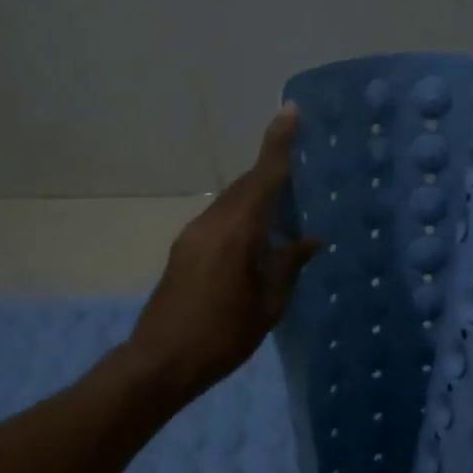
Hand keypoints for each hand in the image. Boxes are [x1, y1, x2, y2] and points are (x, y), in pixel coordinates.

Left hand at [127, 106, 321, 400]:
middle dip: (272, 170)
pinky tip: (257, 236)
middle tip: (302, 165)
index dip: (278, 143)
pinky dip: (242, 215)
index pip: (263, 177)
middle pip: (246, 185)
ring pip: (231, 201)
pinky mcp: (184, 249)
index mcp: (237, 232)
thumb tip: (312, 239)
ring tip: (286, 203)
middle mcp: (212, 223)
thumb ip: (289, 265)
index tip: (290, 110)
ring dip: (257, 195)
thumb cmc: (222, 336)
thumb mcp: (267, 305)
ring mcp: (193, 235)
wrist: (160, 361)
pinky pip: (219, 218)